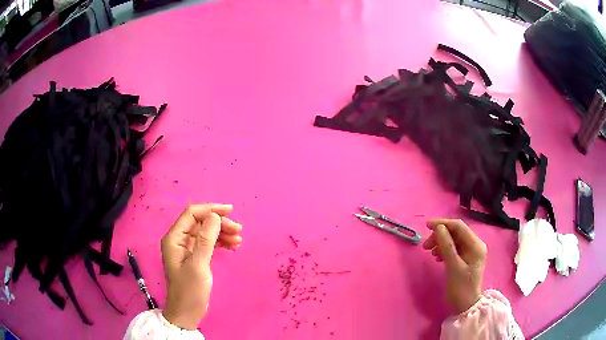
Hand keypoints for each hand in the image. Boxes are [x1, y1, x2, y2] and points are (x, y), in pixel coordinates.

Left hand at [161, 204, 242, 329]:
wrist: (187, 312)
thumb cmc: (190, 290)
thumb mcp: (199, 265)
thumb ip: (205, 240)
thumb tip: (215, 216)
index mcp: (174, 238)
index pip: (192, 214)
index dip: (211, 209)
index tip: (231, 211)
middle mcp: (178, 239)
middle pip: (200, 222)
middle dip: (219, 223)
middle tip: (239, 231)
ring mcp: (186, 248)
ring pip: (205, 232)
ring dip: (222, 233)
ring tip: (238, 240)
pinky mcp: (194, 256)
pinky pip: (207, 243)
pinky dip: (220, 242)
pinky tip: (232, 246)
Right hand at [422, 219, 486, 313]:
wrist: (465, 306)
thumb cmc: (461, 288)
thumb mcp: (453, 267)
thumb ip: (447, 246)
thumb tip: (439, 227)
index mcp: (476, 245)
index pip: (459, 227)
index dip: (443, 223)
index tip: (426, 226)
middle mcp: (475, 245)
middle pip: (456, 233)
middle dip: (440, 236)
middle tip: (425, 246)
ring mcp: (470, 252)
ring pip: (453, 240)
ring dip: (441, 243)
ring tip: (430, 253)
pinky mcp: (465, 258)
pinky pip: (453, 248)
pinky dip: (444, 250)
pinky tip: (437, 258)